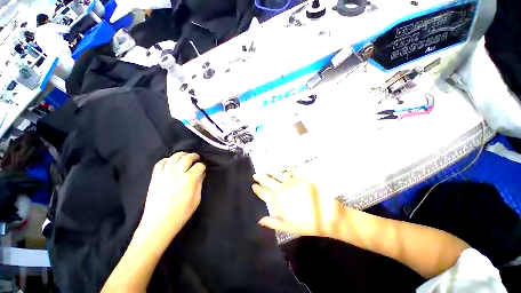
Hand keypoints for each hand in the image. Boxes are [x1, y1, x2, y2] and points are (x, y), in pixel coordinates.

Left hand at [140, 152, 205, 240]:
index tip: (203, 169)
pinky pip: (160, 163)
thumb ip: (199, 184)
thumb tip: (200, 174)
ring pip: (174, 157)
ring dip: (181, 155)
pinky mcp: (155, 177)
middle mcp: (177, 173)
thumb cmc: (181, 213)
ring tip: (185, 157)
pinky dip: (167, 160)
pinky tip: (171, 163)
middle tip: (197, 158)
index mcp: (189, 179)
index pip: (199, 166)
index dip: (203, 167)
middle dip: (194, 156)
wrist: (158, 223)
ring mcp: (164, 174)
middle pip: (187, 158)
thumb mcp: (196, 199)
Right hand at [252, 172, 339, 236]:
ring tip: (266, 170)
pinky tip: (286, 167)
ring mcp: (291, 182)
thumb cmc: (306, 223)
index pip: (263, 193)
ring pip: (278, 175)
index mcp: (277, 201)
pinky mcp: (301, 178)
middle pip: (268, 182)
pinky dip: (288, 169)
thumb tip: (260, 220)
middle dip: (260, 178)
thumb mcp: (287, 226)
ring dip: (271, 172)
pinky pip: (292, 171)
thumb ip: (272, 222)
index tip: (253, 185)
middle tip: (255, 175)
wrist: (326, 214)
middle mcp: (282, 189)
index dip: (257, 189)